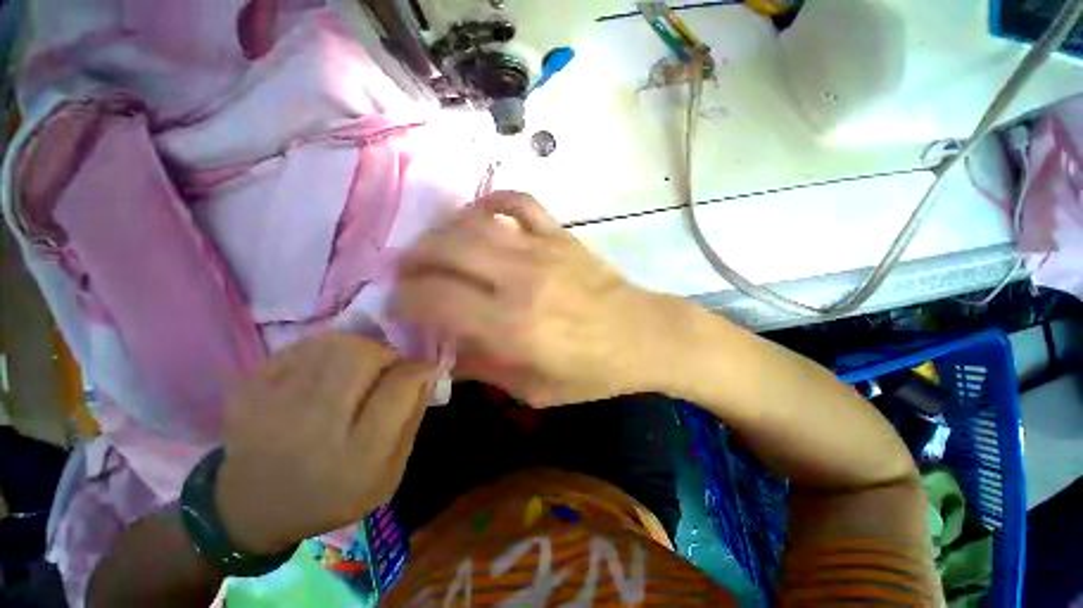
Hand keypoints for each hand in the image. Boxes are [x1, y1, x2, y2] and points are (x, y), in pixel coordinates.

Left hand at [214, 334, 435, 553]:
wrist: (252, 509)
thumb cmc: (332, 496)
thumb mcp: (388, 474)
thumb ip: (411, 421)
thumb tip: (427, 373)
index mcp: (358, 457)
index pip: (400, 388)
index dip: (420, 369)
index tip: (425, 368)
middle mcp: (315, 428)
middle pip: (362, 357)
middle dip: (386, 354)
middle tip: (386, 368)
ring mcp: (274, 407)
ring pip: (332, 345)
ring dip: (356, 349)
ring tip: (354, 369)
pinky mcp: (248, 392)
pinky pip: (299, 348)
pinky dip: (321, 351)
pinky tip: (321, 373)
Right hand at [393, 192, 673, 406]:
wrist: (643, 336)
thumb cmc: (592, 372)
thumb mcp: (534, 390)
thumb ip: (483, 368)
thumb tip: (443, 347)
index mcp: (513, 327)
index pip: (436, 299)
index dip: (406, 300)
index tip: (400, 305)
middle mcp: (521, 280)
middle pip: (446, 251)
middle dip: (414, 260)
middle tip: (408, 273)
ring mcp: (542, 249)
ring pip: (474, 223)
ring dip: (442, 232)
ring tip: (435, 247)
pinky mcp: (561, 235)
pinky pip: (519, 202)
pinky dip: (492, 202)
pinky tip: (481, 216)